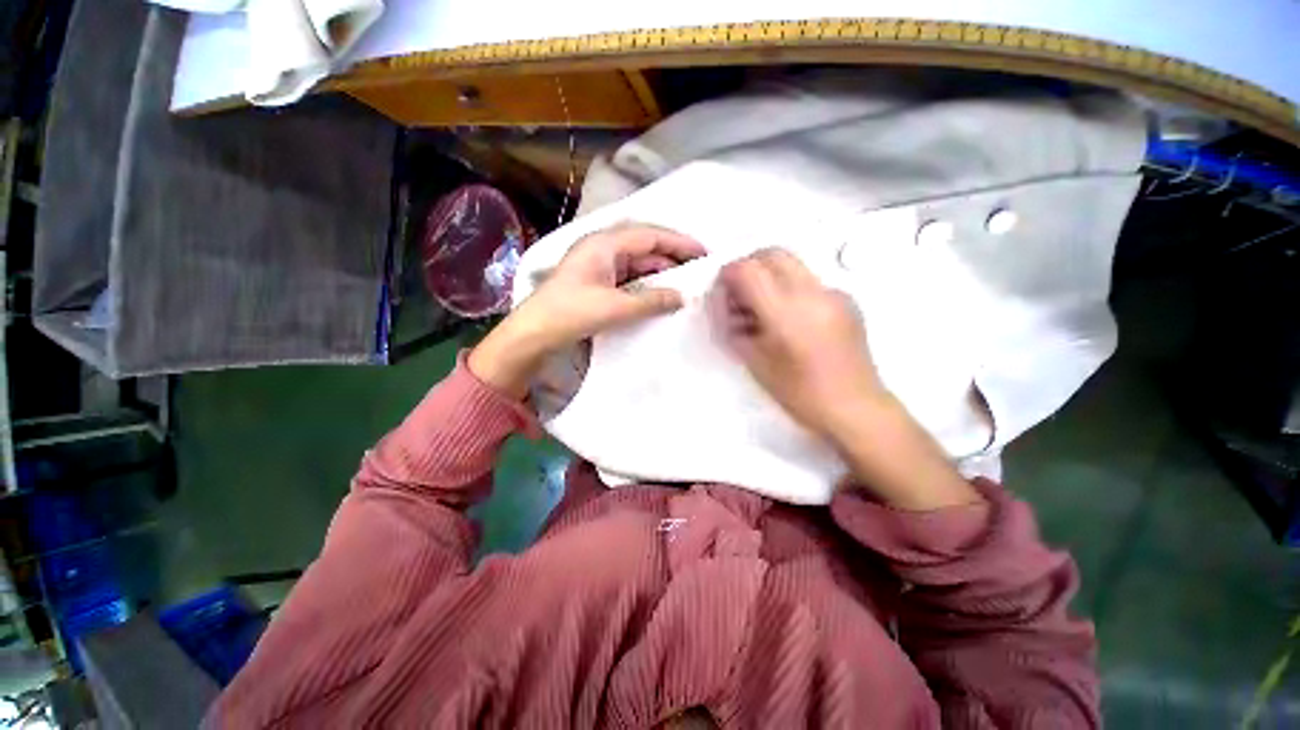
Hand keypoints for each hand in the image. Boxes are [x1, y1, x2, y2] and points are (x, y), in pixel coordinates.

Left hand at [469, 224, 704, 396]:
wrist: (534, 333)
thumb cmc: (570, 314)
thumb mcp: (615, 308)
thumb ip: (651, 301)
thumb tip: (683, 297)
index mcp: (605, 244)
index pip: (650, 236)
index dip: (679, 243)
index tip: (704, 253)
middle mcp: (603, 248)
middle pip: (645, 246)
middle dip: (673, 257)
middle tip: (699, 270)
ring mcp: (600, 265)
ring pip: (638, 263)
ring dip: (660, 272)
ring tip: (685, 284)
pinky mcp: (598, 281)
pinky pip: (629, 277)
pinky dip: (647, 284)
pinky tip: (661, 294)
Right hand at [712, 248, 885, 437]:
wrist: (856, 408)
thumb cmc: (800, 394)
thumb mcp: (755, 363)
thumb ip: (736, 329)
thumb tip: (728, 307)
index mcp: (786, 313)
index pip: (748, 270)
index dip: (728, 275)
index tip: (722, 293)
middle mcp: (812, 293)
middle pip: (772, 253)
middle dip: (748, 266)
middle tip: (739, 295)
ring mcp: (834, 292)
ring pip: (792, 263)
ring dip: (769, 276)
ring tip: (763, 308)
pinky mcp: (846, 299)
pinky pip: (809, 280)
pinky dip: (789, 287)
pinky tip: (790, 318)